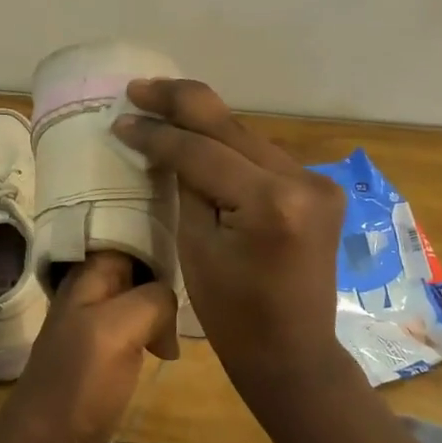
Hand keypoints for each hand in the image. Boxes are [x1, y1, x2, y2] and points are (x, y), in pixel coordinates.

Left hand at [0, 252, 177, 442]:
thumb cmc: (79, 384)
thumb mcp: (118, 329)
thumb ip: (152, 301)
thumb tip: (171, 305)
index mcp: (85, 277)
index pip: (124, 236)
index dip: (155, 235)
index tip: (193, 241)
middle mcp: (85, 294)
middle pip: (131, 266)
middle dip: (161, 269)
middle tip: (201, 280)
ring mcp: (89, 326)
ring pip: (133, 297)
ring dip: (159, 302)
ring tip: (189, 310)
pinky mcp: (98, 357)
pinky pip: (132, 327)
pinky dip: (152, 329)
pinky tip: (167, 344)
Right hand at [113, 79, 346, 396]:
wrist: (292, 354)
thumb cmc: (233, 316)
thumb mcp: (195, 248)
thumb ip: (186, 186)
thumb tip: (169, 147)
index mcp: (271, 203)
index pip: (202, 152)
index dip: (157, 134)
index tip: (121, 119)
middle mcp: (303, 180)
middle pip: (230, 127)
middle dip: (181, 103)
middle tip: (139, 88)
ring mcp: (318, 182)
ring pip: (247, 137)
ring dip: (204, 122)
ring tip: (161, 104)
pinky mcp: (320, 189)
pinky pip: (262, 157)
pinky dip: (229, 146)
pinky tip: (199, 135)